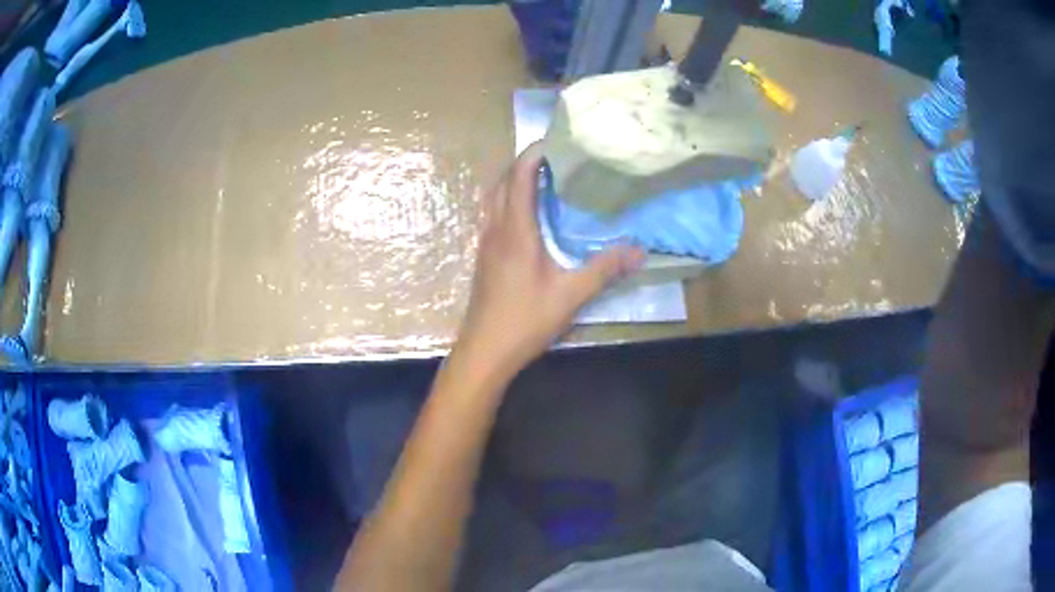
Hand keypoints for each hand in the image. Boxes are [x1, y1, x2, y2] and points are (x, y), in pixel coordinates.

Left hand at [454, 143, 643, 377]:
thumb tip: (639, 250)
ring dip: (513, 181)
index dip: (534, 154)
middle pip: (503, 181)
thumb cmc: (525, 320)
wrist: (484, 351)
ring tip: (542, 179)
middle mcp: (495, 229)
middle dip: (524, 163)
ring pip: (494, 198)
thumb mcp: (571, 295)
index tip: (555, 141)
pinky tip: (528, 216)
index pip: (519, 177)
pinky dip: (508, 201)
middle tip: (554, 158)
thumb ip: (604, 269)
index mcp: (515, 230)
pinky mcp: (484, 258)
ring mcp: (485, 243)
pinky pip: (493, 215)